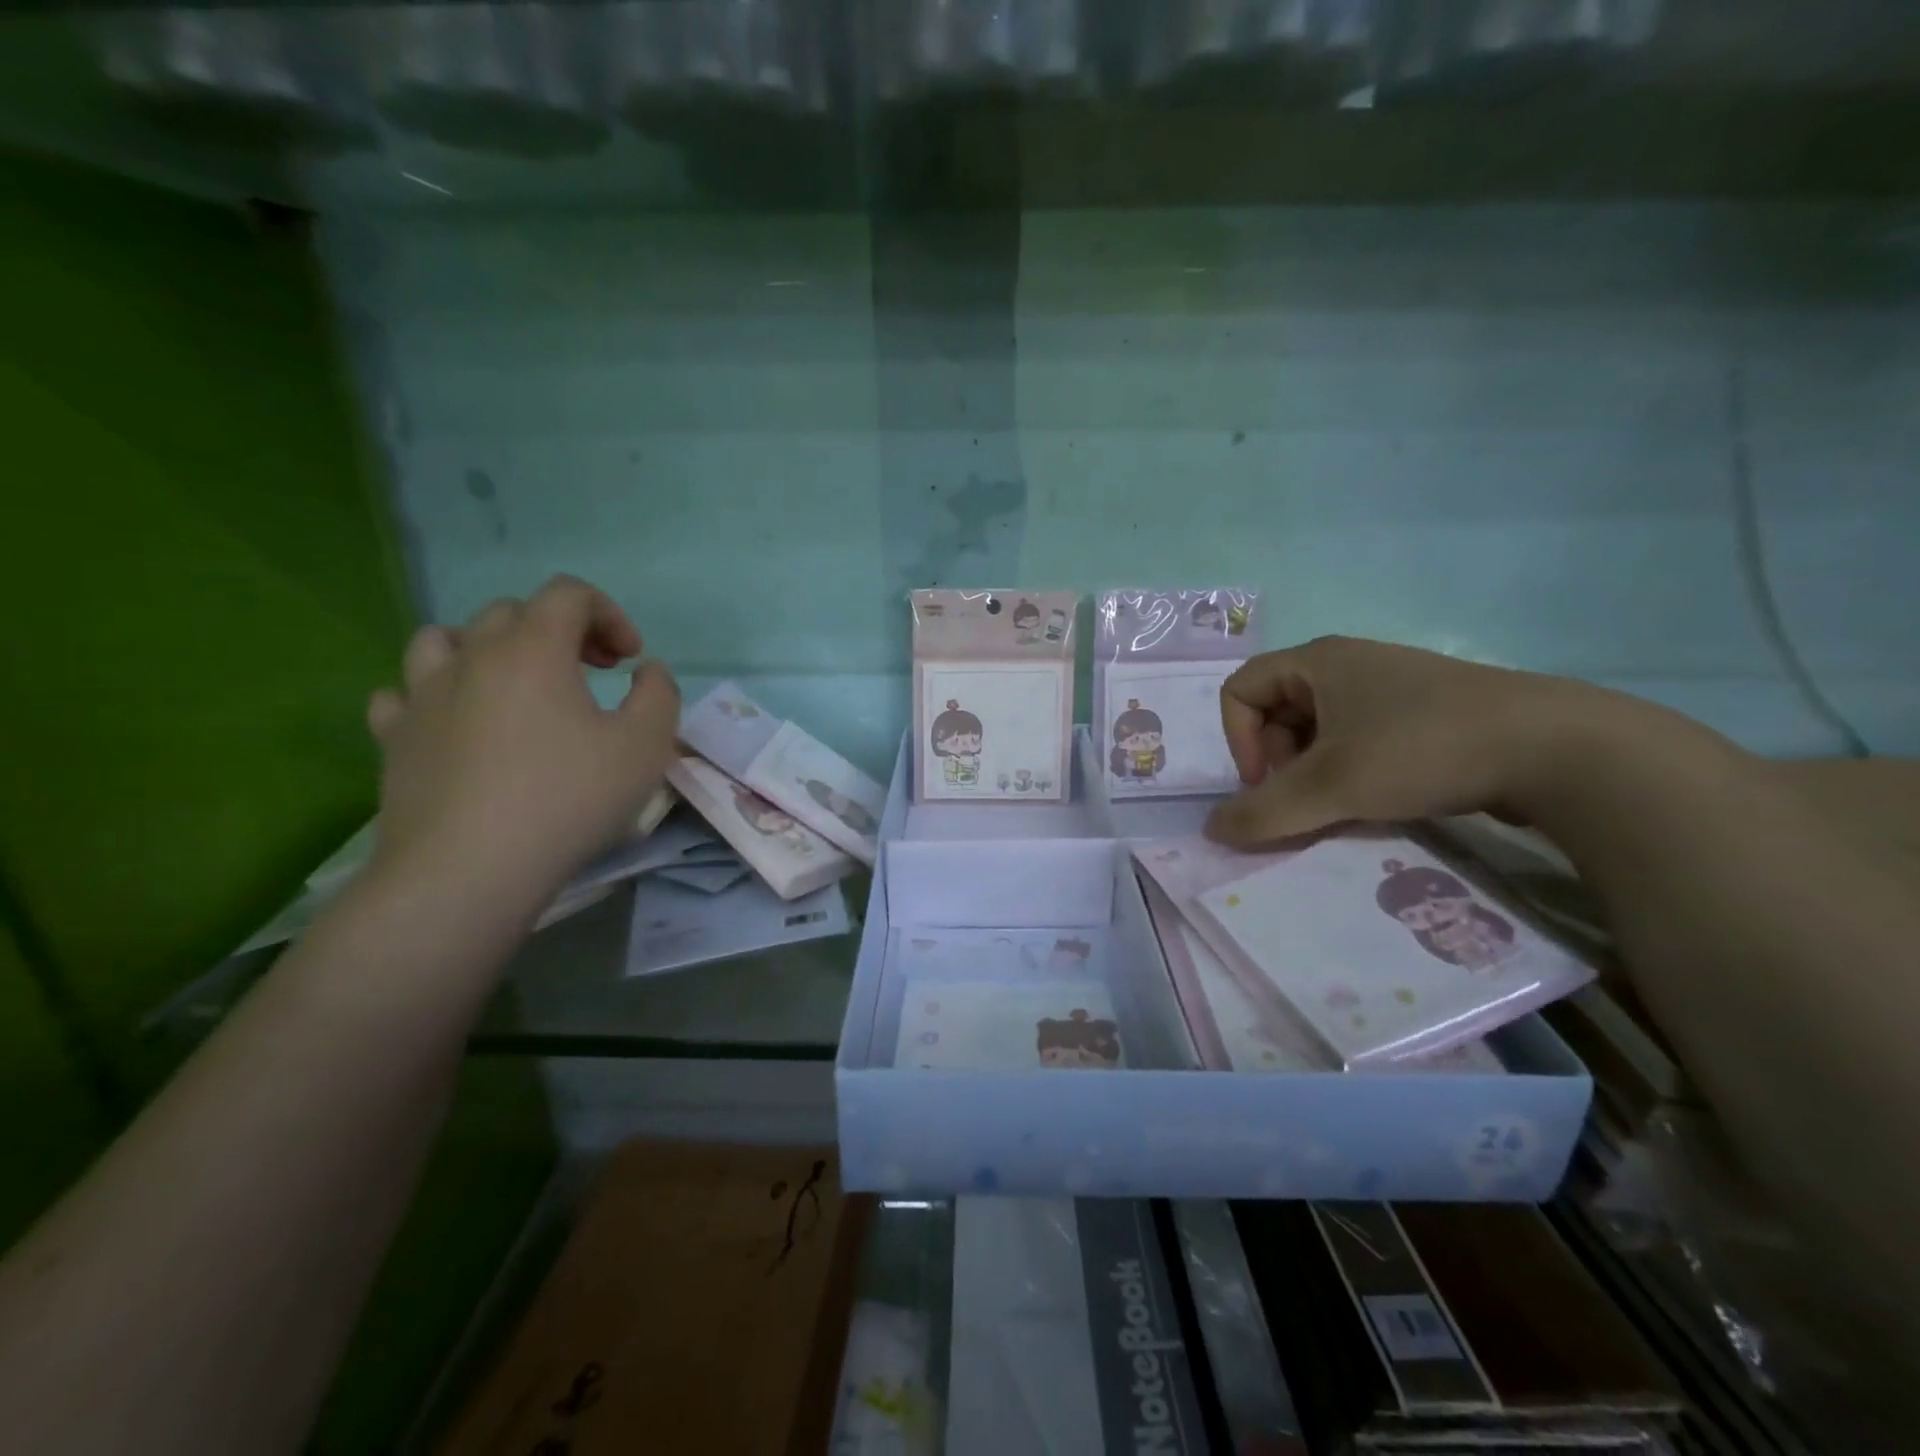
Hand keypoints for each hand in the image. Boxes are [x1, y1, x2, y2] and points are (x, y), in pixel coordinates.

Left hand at [365, 575, 679, 909]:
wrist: (469, 871)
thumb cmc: (568, 799)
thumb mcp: (646, 746)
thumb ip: (659, 694)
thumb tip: (646, 670)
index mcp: (532, 649)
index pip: (568, 594)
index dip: (609, 614)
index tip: (629, 661)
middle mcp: (471, 657)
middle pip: (512, 612)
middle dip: (561, 631)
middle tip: (591, 673)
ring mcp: (421, 696)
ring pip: (445, 639)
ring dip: (488, 649)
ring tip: (514, 686)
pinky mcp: (393, 739)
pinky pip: (404, 694)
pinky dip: (436, 695)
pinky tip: (457, 722)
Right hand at [1205, 636, 1599, 847]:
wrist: (1556, 748)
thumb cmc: (1421, 749)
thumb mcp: (1330, 786)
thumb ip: (1263, 812)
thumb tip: (1210, 831)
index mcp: (1318, 661)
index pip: (1240, 690)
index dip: (1238, 740)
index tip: (1267, 783)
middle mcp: (1349, 664)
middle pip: (1276, 710)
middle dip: (1276, 761)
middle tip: (1305, 799)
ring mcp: (1391, 687)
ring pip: (1319, 730)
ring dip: (1314, 772)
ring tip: (1342, 805)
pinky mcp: (1425, 713)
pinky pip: (1360, 738)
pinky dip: (1352, 771)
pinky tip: (1380, 800)